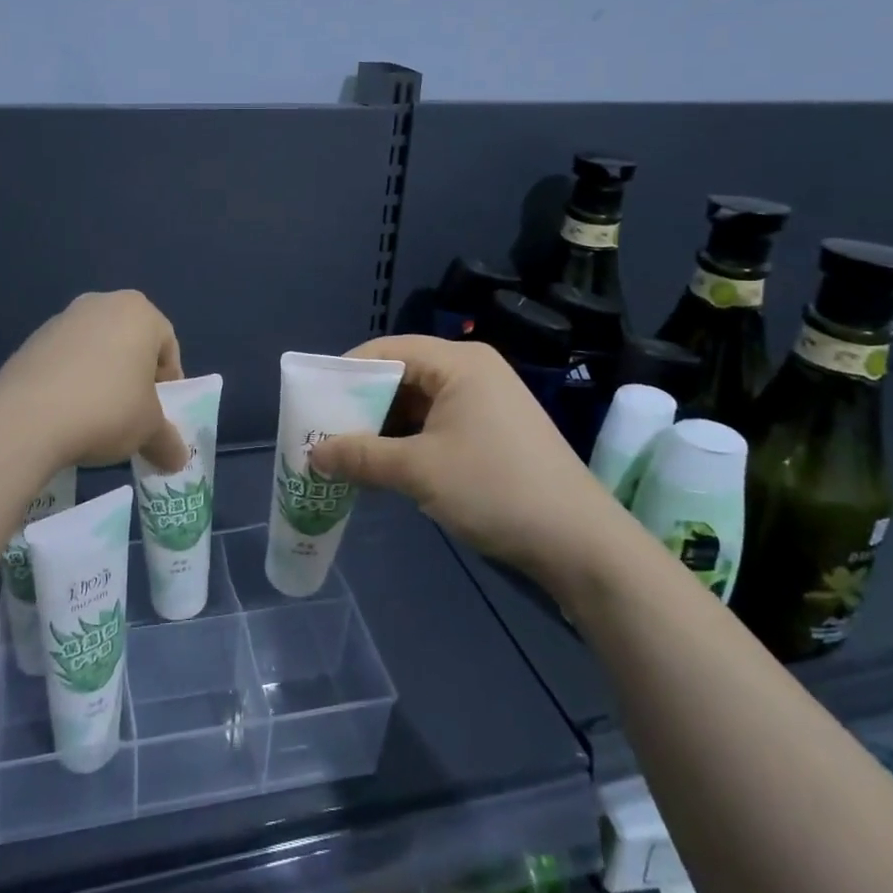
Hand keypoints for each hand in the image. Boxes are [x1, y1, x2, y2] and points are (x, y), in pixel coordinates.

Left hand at [0, 291, 187, 472]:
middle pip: (130, 343)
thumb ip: (167, 440)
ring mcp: (62, 319)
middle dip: (134, 378)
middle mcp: (101, 303)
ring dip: (101, 379)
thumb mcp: (149, 430)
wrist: (27, 418)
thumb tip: (177, 460)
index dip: (168, 384)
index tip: (158, 414)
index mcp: (139, 311)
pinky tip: (65, 413)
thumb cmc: (108, 409)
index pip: (168, 347)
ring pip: (96, 350)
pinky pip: (64, 361)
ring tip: (95, 418)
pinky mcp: (31, 340)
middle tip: (131, 414)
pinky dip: (71, 382)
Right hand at [308, 336, 627, 587]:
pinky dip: (409, 442)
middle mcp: (473, 372)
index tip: (313, 400)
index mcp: (459, 363)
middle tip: (325, 432)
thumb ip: (361, 456)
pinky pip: (438, 425)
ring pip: (419, 404)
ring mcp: (487, 403)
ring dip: (383, 428)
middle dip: (362, 404)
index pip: (389, 349)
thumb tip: (313, 454)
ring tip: (347, 454)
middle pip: (403, 375)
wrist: (580, 543)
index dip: (346, 371)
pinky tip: (385, 468)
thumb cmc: (495, 489)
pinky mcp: (494, 433)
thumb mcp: (418, 471)